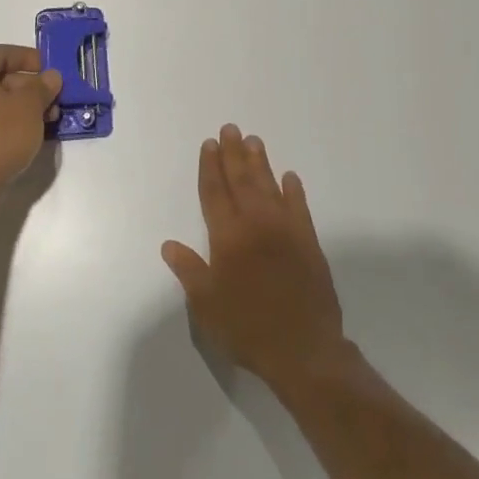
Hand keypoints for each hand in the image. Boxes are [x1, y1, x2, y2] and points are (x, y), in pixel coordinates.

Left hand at [0, 44, 61, 211]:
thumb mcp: (28, 107)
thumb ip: (42, 88)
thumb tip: (50, 76)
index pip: (2, 53)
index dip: (28, 57)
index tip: (50, 70)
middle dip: (30, 86)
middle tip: (55, 99)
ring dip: (24, 108)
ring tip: (49, 121)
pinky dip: (10, 124)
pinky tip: (30, 137)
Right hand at [162, 125, 347, 392]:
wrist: (303, 350)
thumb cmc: (247, 328)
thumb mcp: (207, 305)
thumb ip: (189, 270)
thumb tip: (169, 244)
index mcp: (228, 237)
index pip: (214, 192)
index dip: (209, 167)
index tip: (209, 144)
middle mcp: (256, 224)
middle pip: (242, 180)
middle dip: (233, 154)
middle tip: (230, 129)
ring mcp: (285, 230)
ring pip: (269, 186)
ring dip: (260, 163)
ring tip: (253, 141)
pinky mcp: (309, 242)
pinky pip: (299, 207)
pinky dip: (293, 190)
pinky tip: (289, 177)